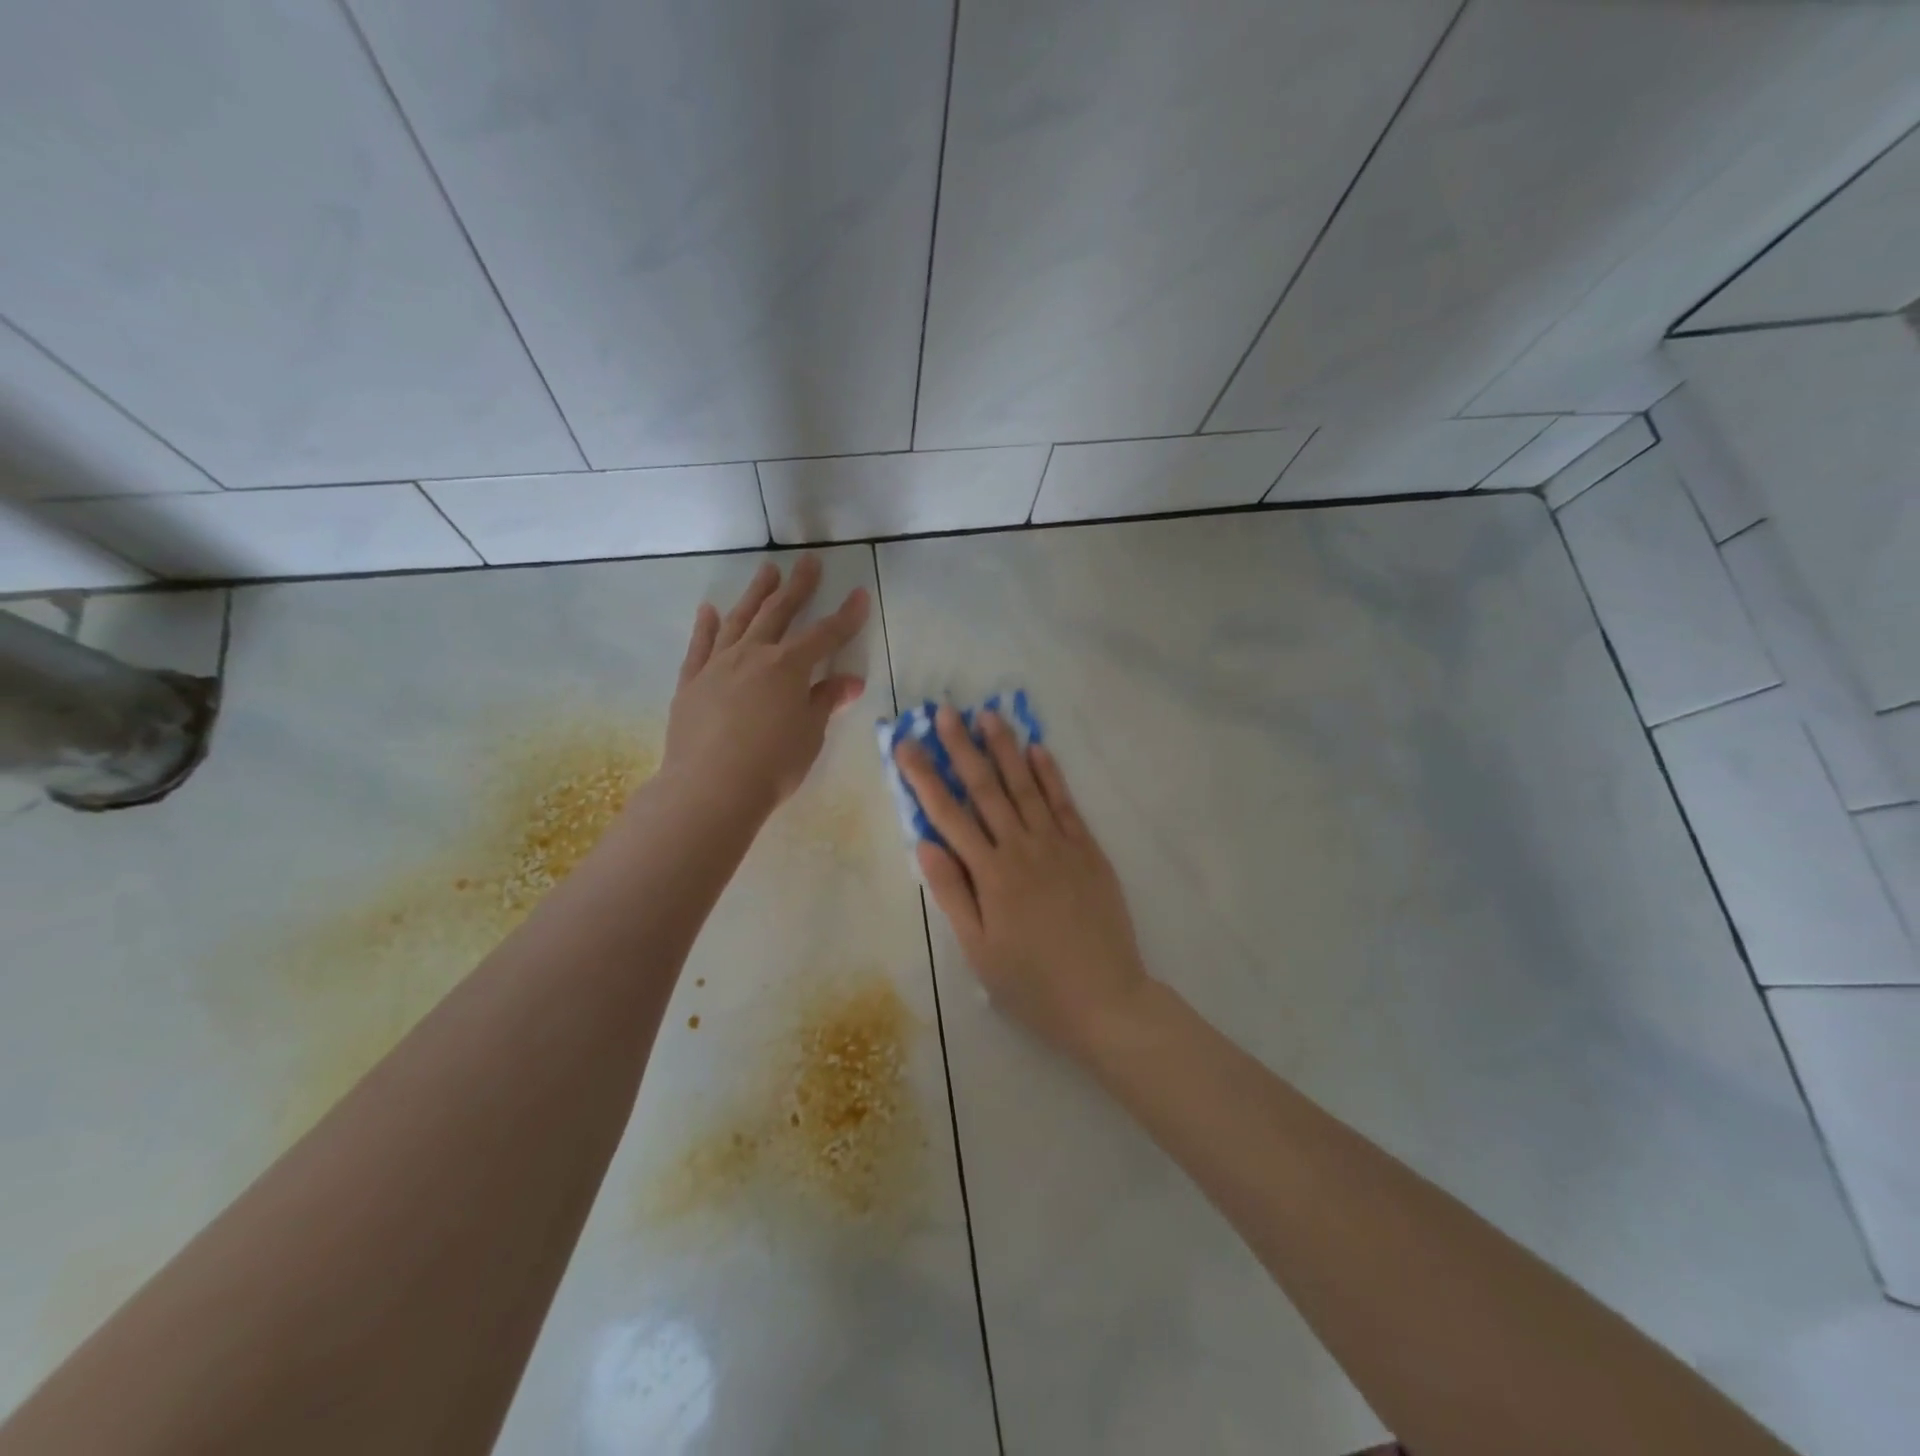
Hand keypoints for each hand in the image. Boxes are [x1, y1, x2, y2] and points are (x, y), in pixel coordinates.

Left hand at [662, 555, 868, 814]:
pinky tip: (710, 610)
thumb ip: (826, 701)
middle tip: (809, 561)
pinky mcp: (691, 682)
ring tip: (767, 571)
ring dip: (756, 593)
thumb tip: (850, 681)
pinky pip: (700, 646)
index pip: (825, 635)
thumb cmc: (772, 764)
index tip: (859, 594)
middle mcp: (753, 655)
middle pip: (779, 613)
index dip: (845, 616)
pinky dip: (707, 626)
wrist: (710, 788)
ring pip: (740, 620)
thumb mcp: (810, 734)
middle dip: (798, 587)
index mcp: (788, 667)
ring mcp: (718, 665)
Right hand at [896, 705, 1152, 1062]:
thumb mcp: (979, 950)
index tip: (906, 744)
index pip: (949, 814)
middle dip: (962, 747)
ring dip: (1005, 748)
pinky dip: (1050, 774)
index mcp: (991, 874)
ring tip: (987, 715)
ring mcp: (1059, 845)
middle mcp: (1022, 848)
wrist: (1104, 999)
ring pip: (1026, 785)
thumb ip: (952, 893)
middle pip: (986, 788)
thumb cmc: (1032, 983)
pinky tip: (1038, 749)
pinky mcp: (1088, 850)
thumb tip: (925, 842)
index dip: (924, 776)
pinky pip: (1065, 803)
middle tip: (944, 711)